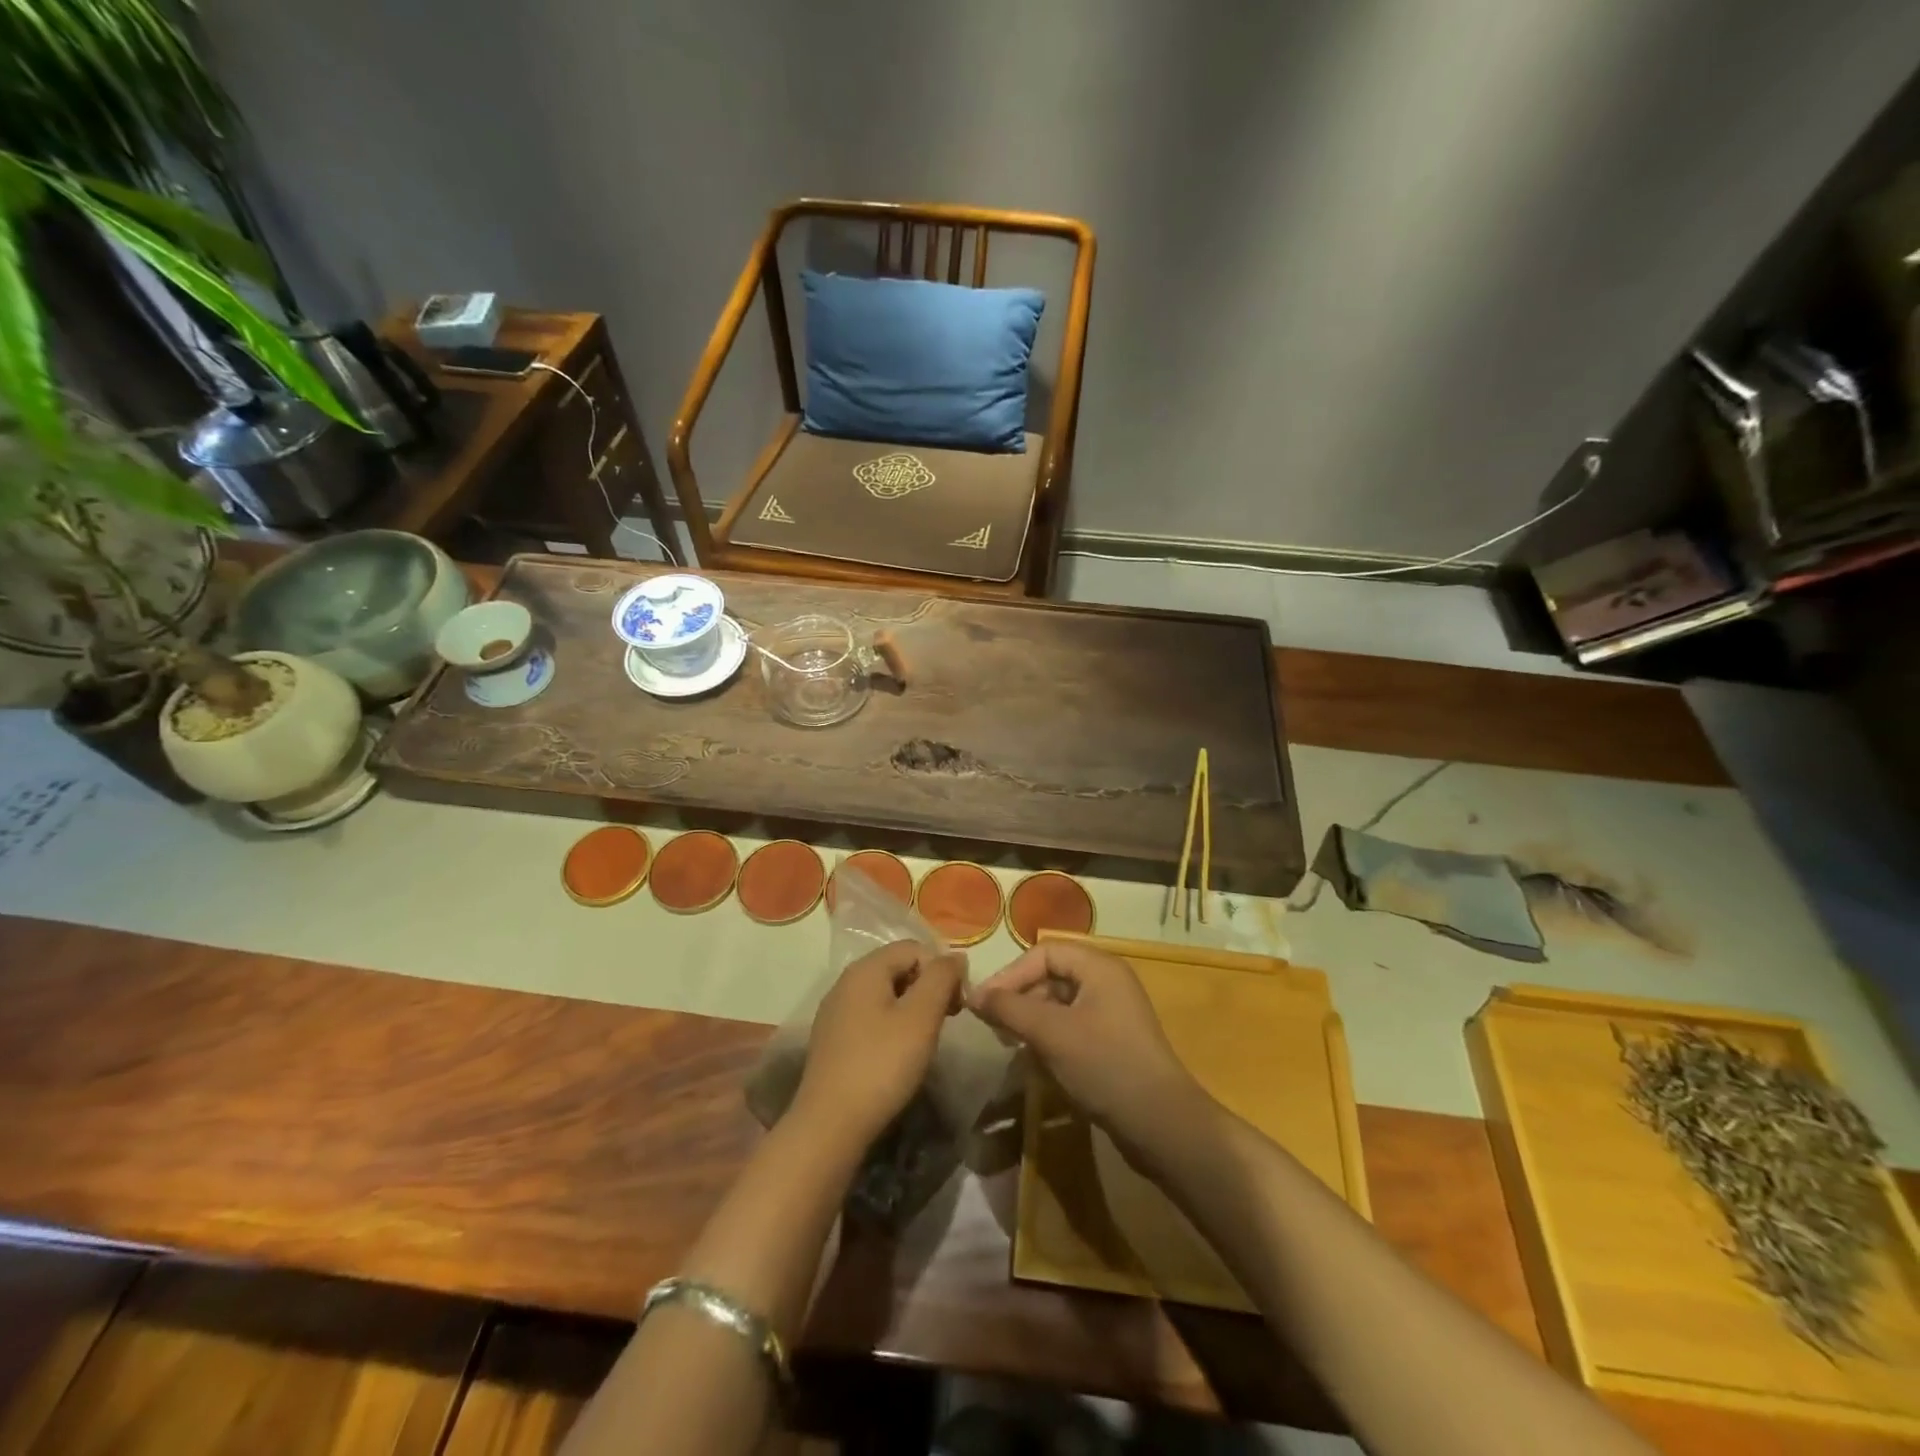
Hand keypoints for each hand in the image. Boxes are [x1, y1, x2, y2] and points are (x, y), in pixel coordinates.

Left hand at [794, 941, 964, 1146]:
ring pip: (885, 993)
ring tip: (926, 1039)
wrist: (830, 1124)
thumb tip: (955, 956)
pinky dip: (892, 1025)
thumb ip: (941, 978)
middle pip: (898, 967)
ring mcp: (835, 1011)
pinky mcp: (832, 1039)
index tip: (958, 1004)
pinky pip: (870, 1016)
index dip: (942, 969)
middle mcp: (846, 982)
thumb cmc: (882, 1064)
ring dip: (912, 1007)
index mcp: (866, 969)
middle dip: (928, 987)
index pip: (914, 948)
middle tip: (948, 1020)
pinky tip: (899, 1054)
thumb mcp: (921, 1017)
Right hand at [969, 942, 1213, 1161]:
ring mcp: (1113, 1011)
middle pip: (1051, 974)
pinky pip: (1072, 1025)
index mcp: (1099, 966)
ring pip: (1059, 1002)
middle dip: (1020, 997)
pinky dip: (1050, 1036)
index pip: (1043, 952)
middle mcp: (1108, 980)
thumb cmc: (1104, 1065)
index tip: (983, 1004)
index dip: (1010, 974)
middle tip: (995, 1026)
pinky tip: (1037, 1060)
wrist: (1162, 1125)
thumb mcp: (1051, 1033)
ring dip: (1032, 1019)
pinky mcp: (1113, 1040)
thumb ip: (1009, 1008)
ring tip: (1011, 1043)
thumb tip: (973, 994)